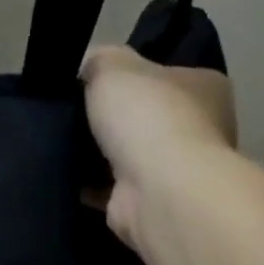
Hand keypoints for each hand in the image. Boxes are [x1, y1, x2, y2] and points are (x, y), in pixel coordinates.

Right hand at [80, 45, 236, 251]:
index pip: (165, 74)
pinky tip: (63, 173)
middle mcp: (200, 129)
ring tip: (58, 141)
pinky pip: (111, 189)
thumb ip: (99, 60)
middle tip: (70, 112)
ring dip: (97, 154)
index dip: (130, 75)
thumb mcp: (113, 65)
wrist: (157, 190)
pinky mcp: (150, 204)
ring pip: (128, 156)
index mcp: (205, 87)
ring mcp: (177, 172)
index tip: (93, 80)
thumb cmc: (147, 116)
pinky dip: (89, 184)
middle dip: (111, 118)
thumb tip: (87, 69)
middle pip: (145, 117)